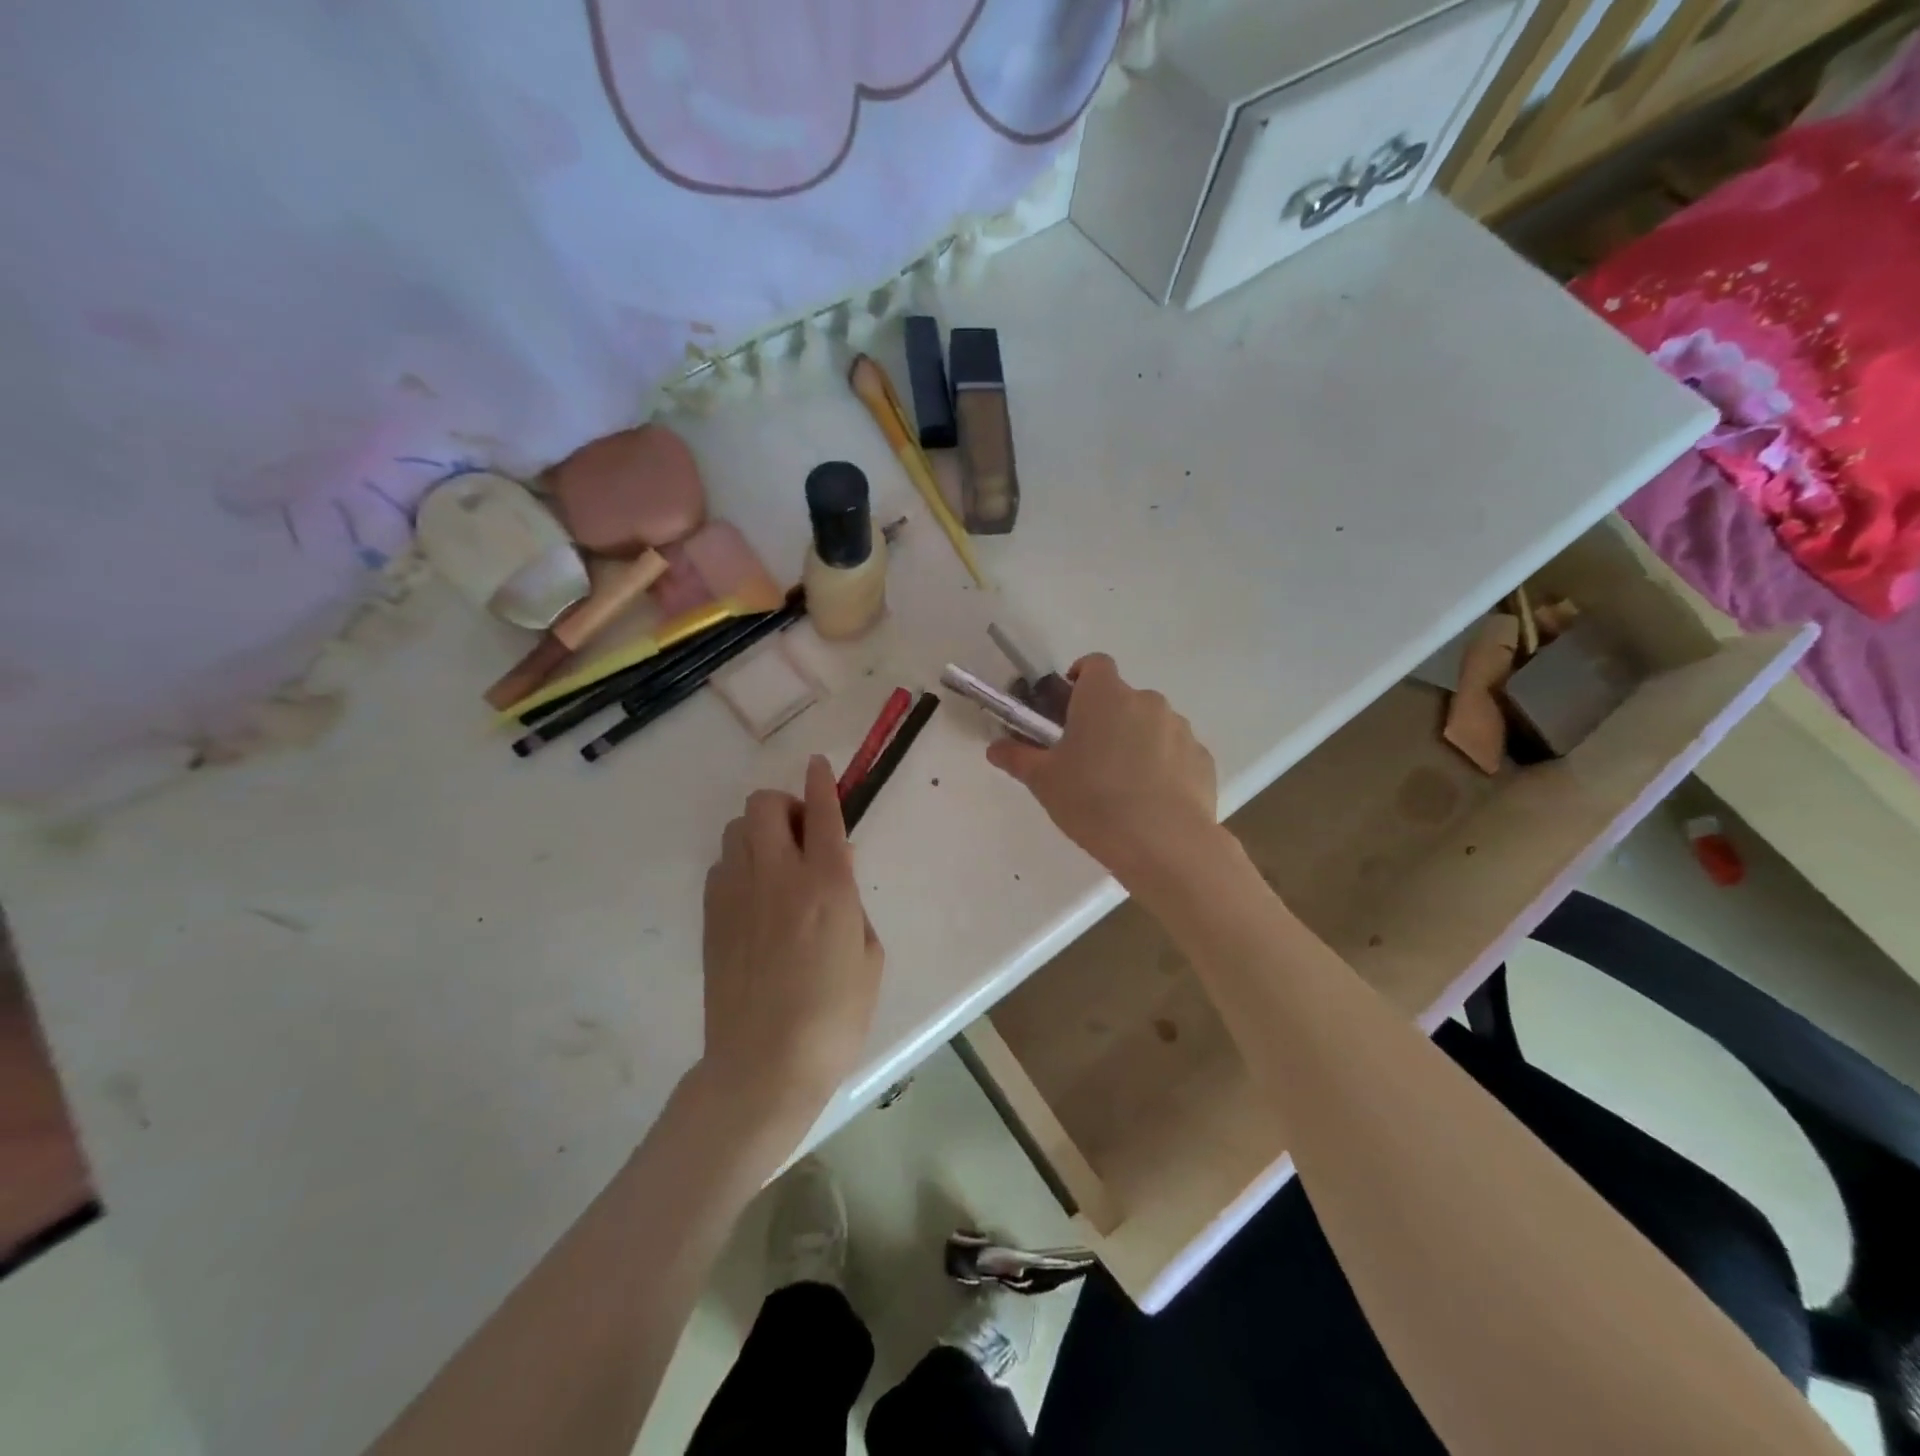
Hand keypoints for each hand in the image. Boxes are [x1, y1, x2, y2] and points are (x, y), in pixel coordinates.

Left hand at [700, 755, 883, 1140]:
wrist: (763, 1065)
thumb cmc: (834, 1017)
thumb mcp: (869, 956)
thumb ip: (853, 903)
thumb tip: (836, 872)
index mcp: (828, 885)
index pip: (823, 812)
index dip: (822, 781)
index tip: (819, 764)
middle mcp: (778, 876)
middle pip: (765, 805)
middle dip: (785, 803)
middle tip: (803, 833)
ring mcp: (737, 893)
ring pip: (737, 828)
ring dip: (760, 831)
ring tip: (778, 862)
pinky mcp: (711, 916)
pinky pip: (721, 864)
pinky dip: (739, 863)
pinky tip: (754, 895)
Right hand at [987, 654, 1218, 886]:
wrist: (1165, 844)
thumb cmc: (1094, 802)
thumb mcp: (1044, 782)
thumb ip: (1018, 758)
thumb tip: (995, 748)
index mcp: (1105, 697)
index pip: (1094, 664)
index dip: (1080, 679)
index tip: (1067, 708)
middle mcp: (1147, 702)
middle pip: (1122, 699)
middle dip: (1105, 719)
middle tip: (1087, 758)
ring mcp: (1180, 729)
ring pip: (1151, 725)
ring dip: (1135, 742)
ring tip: (1121, 786)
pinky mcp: (1202, 759)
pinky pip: (1175, 753)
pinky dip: (1162, 766)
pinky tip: (1151, 802)